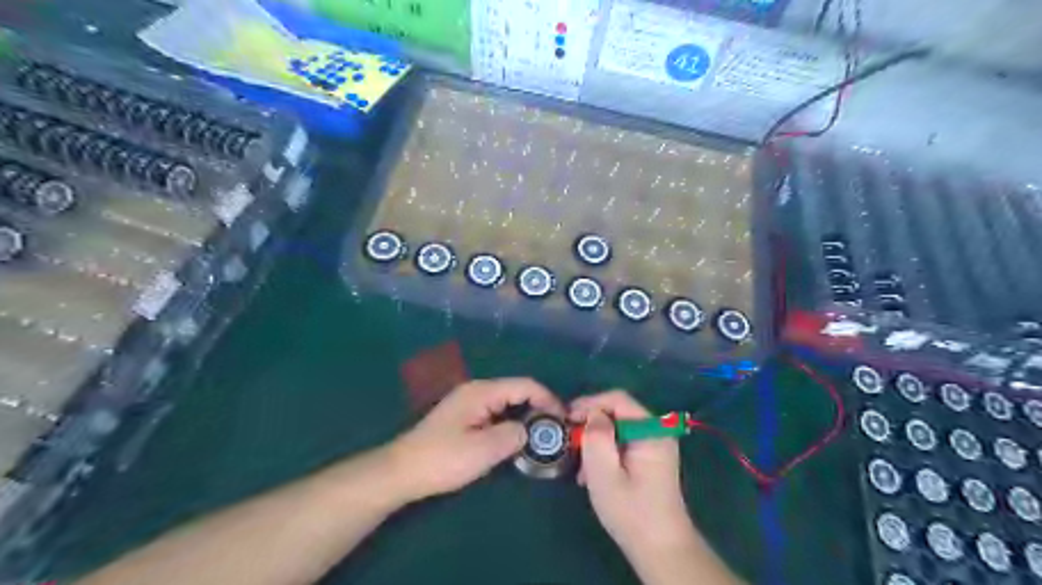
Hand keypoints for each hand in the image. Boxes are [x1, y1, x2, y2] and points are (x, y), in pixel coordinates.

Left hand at [387, 380, 561, 502]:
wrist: (402, 471)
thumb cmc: (442, 459)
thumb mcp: (483, 450)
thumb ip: (513, 435)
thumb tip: (530, 430)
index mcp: (482, 392)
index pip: (525, 385)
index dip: (548, 399)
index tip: (563, 420)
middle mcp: (477, 391)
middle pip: (517, 391)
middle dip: (539, 407)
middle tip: (555, 431)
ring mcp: (469, 403)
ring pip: (507, 403)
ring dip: (525, 416)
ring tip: (541, 437)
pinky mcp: (464, 417)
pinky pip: (496, 413)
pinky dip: (511, 422)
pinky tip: (516, 439)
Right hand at [570, 393, 699, 557]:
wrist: (660, 548)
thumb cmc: (631, 511)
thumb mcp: (604, 474)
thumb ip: (596, 437)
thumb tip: (592, 414)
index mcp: (651, 431)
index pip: (618, 399)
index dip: (590, 402)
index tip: (567, 417)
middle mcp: (657, 431)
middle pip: (618, 411)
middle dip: (591, 424)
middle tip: (571, 442)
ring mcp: (655, 444)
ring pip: (618, 427)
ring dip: (596, 440)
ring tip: (581, 466)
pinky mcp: (650, 457)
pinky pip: (623, 441)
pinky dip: (606, 451)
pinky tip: (593, 474)